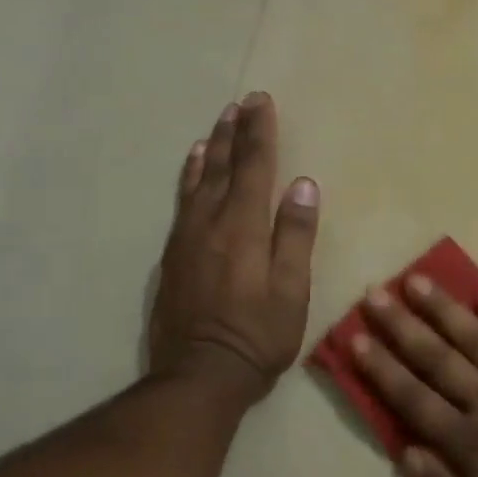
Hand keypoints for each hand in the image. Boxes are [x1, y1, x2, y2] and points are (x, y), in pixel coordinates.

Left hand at [149, 93, 318, 403]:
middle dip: (236, 132)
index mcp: (244, 227)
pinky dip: (190, 176)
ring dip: (212, 149)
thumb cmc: (258, 335)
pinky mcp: (173, 255)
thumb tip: (304, 185)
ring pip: (199, 180)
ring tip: (218, 124)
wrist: (199, 375)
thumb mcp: (291, 290)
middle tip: (241, 102)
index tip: (261, 101)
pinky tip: (193, 167)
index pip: (255, 168)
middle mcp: (211, 222)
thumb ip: (296, 235)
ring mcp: (187, 238)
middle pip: (225, 167)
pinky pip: (182, 201)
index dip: (260, 133)